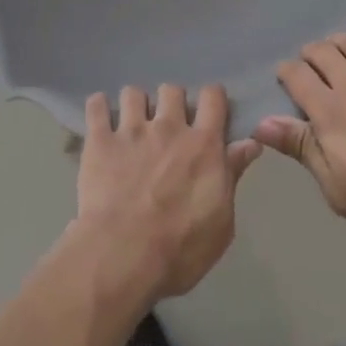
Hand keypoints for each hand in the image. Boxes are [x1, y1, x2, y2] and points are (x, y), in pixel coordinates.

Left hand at [75, 84, 261, 300]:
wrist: (123, 256)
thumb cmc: (180, 249)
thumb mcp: (221, 222)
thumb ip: (232, 176)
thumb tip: (250, 143)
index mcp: (202, 145)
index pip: (212, 97)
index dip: (212, 98)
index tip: (209, 110)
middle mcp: (168, 126)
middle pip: (172, 89)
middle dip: (171, 102)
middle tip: (168, 125)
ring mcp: (131, 129)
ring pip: (133, 92)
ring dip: (135, 105)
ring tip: (132, 125)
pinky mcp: (100, 139)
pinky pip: (96, 105)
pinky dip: (98, 108)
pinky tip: (101, 120)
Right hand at [255, 23, 345, 249]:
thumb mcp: (339, 190)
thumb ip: (302, 149)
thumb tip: (262, 123)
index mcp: (330, 112)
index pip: (296, 75)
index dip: (286, 73)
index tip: (286, 80)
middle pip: (322, 52)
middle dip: (310, 54)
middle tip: (311, 66)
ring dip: (338, 42)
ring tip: (336, 49)